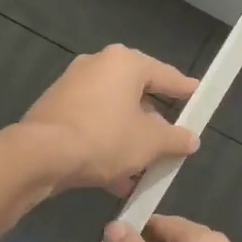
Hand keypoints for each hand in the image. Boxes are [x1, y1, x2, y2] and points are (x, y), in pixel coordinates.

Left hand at [21, 45, 199, 194]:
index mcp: (125, 63)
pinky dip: (107, 145)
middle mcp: (98, 66)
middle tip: (171, 141)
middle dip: (154, 123)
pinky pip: (93, 125)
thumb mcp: (150, 142)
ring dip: (130, 140)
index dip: (185, 89)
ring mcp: (73, 86)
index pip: (165, 74)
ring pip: (114, 114)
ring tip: (145, 170)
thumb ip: (175, 138)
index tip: (199, 95)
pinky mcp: (56, 109)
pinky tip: (117, 179)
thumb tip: (191, 139)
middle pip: (137, 94)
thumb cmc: (105, 138)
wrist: (42, 155)